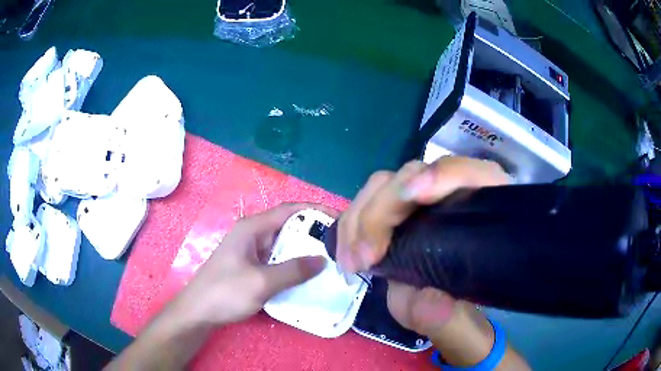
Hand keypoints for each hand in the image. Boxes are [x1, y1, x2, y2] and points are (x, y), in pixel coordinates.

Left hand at [107, 203, 336, 369]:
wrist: (198, 312)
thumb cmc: (225, 292)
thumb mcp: (261, 282)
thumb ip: (293, 270)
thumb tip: (322, 260)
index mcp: (252, 228)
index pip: (290, 210)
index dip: (315, 210)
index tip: (339, 217)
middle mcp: (253, 234)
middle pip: (289, 226)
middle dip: (314, 233)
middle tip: (340, 244)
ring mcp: (252, 251)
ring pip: (284, 245)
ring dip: (305, 251)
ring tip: (331, 259)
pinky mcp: (252, 266)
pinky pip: (278, 260)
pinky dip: (294, 264)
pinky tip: (308, 276)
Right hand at [336, 157, 527, 368]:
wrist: (440, 304)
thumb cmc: (458, 308)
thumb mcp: (457, 321)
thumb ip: (450, 318)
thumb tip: (429, 300)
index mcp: (480, 208)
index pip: (472, 173)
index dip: (445, 175)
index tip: (416, 195)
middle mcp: (448, 193)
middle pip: (413, 174)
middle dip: (383, 211)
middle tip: (365, 258)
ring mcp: (417, 197)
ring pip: (383, 185)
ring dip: (359, 220)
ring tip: (351, 263)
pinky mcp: (392, 209)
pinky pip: (364, 203)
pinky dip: (350, 226)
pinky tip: (346, 255)